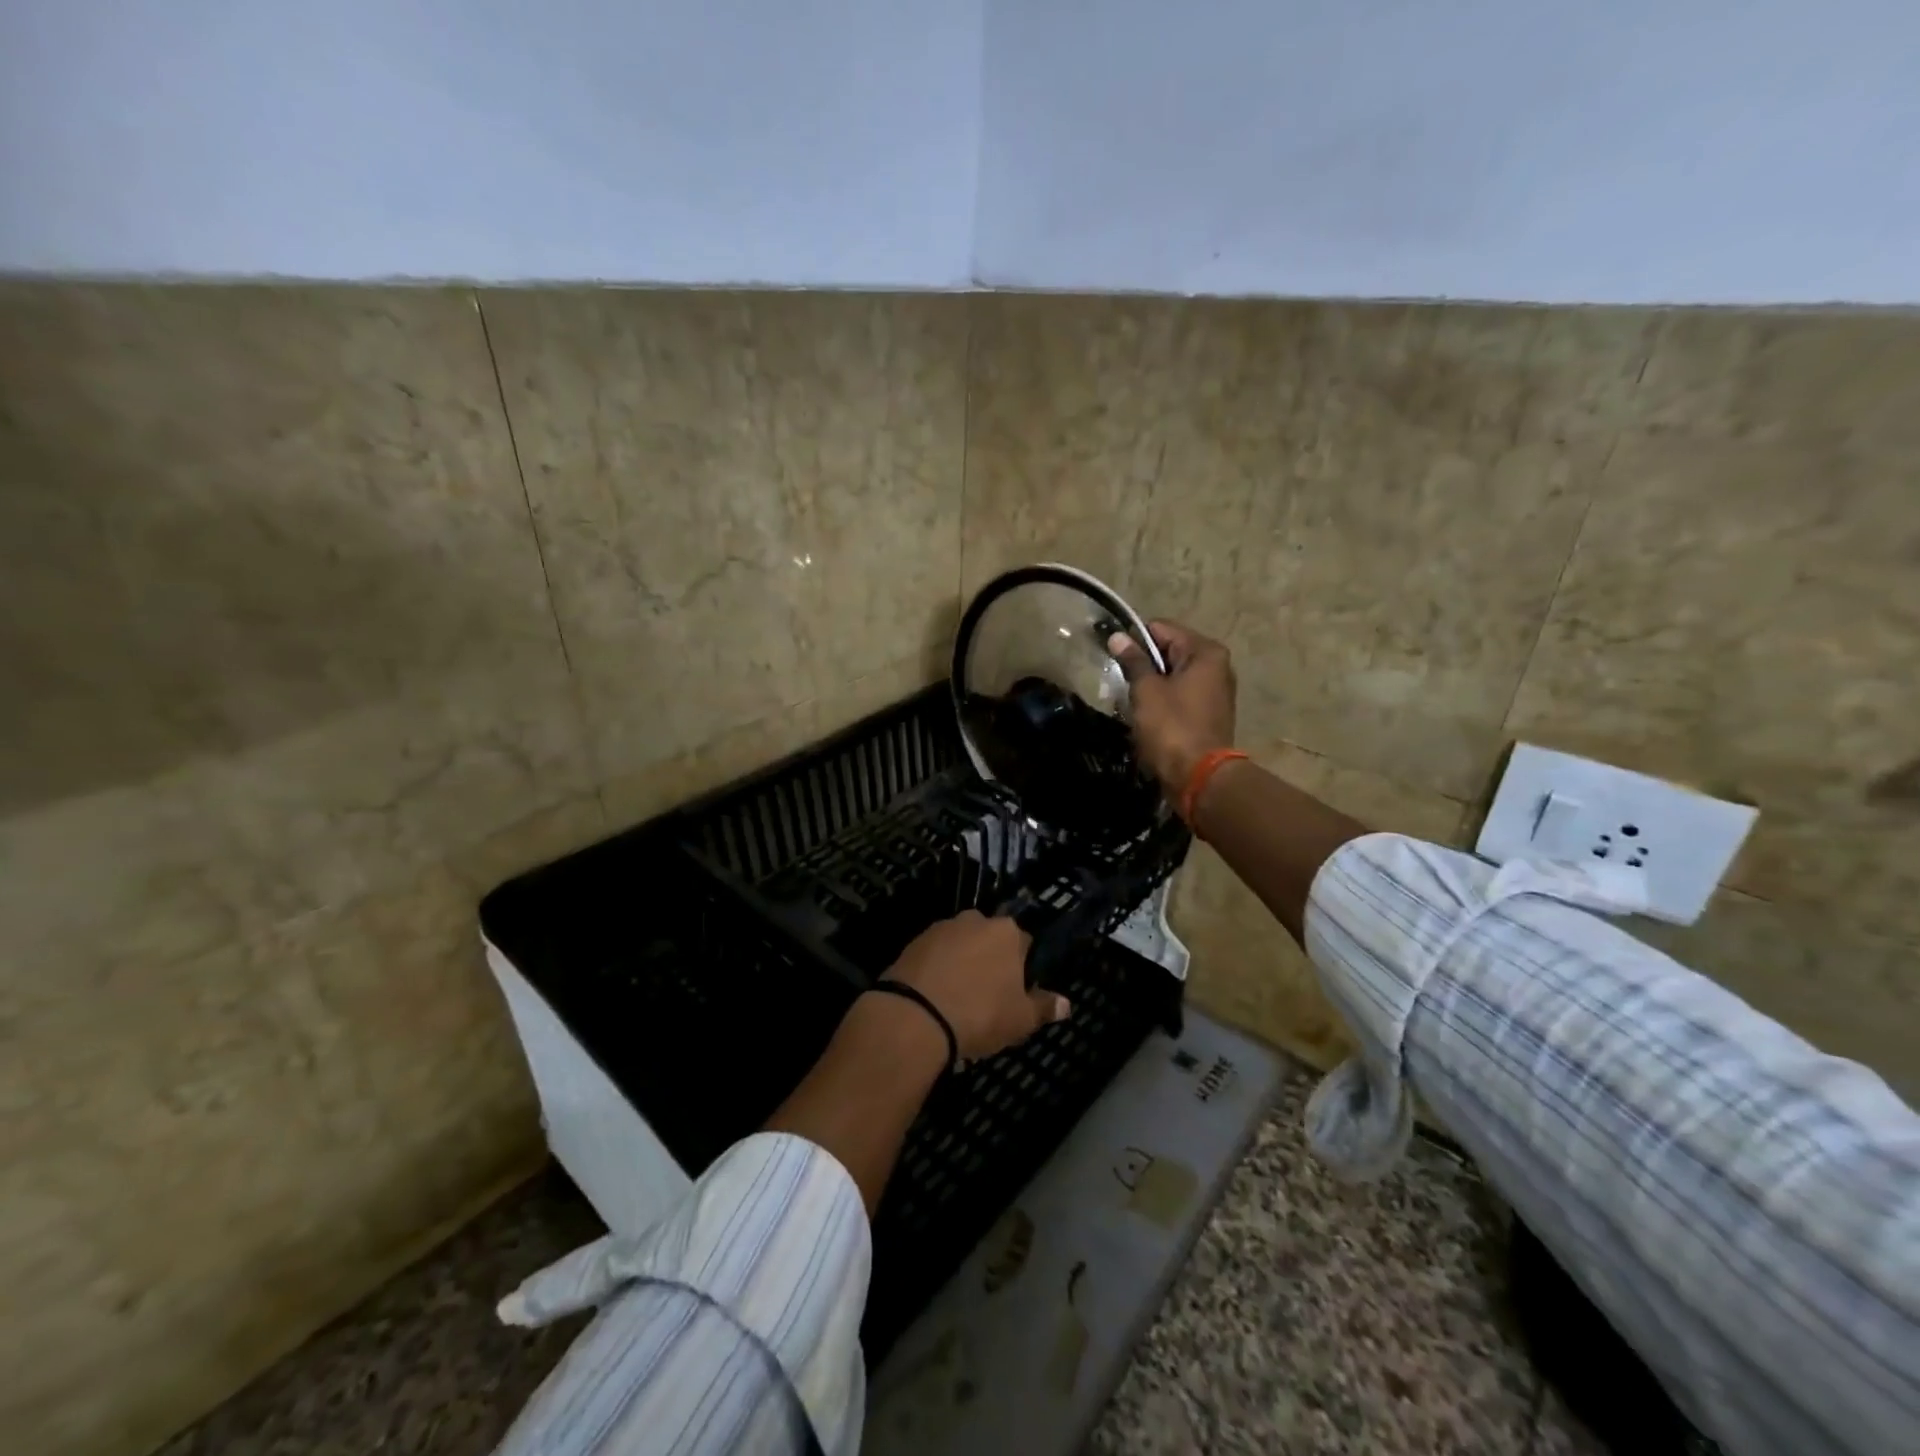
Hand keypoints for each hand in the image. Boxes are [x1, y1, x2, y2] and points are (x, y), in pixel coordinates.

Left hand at [882, 910, 1069, 1061]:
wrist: (915, 1016)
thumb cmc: (980, 1014)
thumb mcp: (1021, 1020)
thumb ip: (1044, 1008)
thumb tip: (1066, 1004)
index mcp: (1007, 932)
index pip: (1024, 944)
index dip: (1022, 969)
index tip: (1015, 994)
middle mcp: (975, 920)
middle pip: (990, 940)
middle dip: (990, 962)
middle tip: (987, 998)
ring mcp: (941, 928)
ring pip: (961, 945)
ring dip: (962, 964)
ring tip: (958, 1000)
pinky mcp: (914, 942)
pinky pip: (935, 955)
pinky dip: (938, 970)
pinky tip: (935, 997)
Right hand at [1108, 620, 1237, 797]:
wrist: (1199, 777)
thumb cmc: (1172, 727)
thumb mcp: (1146, 690)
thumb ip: (1133, 660)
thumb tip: (1118, 637)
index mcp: (1205, 652)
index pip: (1162, 629)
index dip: (1134, 640)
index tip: (1113, 656)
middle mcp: (1217, 665)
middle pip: (1169, 651)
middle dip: (1143, 664)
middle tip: (1119, 682)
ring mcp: (1215, 691)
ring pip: (1173, 675)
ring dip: (1151, 685)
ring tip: (1130, 701)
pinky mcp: (1209, 713)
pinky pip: (1180, 696)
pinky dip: (1162, 701)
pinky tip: (1146, 716)